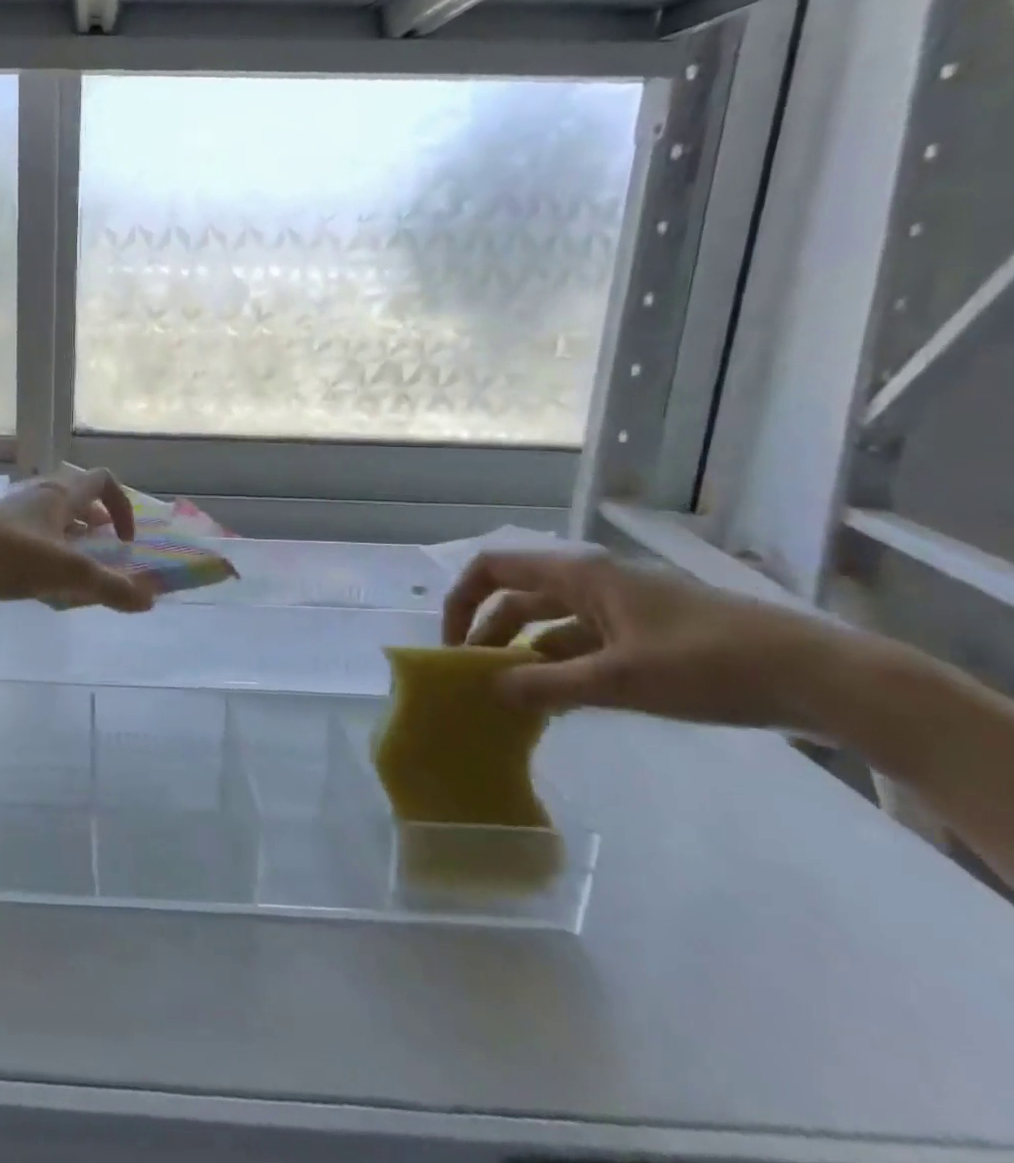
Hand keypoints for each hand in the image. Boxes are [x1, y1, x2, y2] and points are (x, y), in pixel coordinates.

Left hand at [0, 467, 155, 613]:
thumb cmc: (12, 557)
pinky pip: (31, 531)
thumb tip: (149, 601)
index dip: (122, 506)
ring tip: (75, 567)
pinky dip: (46, 548)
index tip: (125, 539)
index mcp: (60, 495)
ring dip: (70, 535)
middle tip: (103, 550)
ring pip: (52, 514)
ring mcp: (12, 511)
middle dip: (96, 522)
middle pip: (77, 497)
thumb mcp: (69, 574)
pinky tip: (40, 580)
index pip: (103, 481)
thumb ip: (111, 588)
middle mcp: (38, 495)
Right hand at [441, 550, 866, 730]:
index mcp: (578, 575)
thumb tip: (489, 689)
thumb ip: (546, 684)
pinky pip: (585, 643)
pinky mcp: (648, 634)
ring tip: (513, 699)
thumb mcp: (617, 680)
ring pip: (551, 625)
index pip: (493, 570)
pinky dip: (562, 667)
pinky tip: (560, 703)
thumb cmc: (708, 665)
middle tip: (477, 681)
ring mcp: (622, 608)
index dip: (462, 601)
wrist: (820, 677)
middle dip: (490, 635)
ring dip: (526, 655)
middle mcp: (592, 582)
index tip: (453, 646)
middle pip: (518, 600)